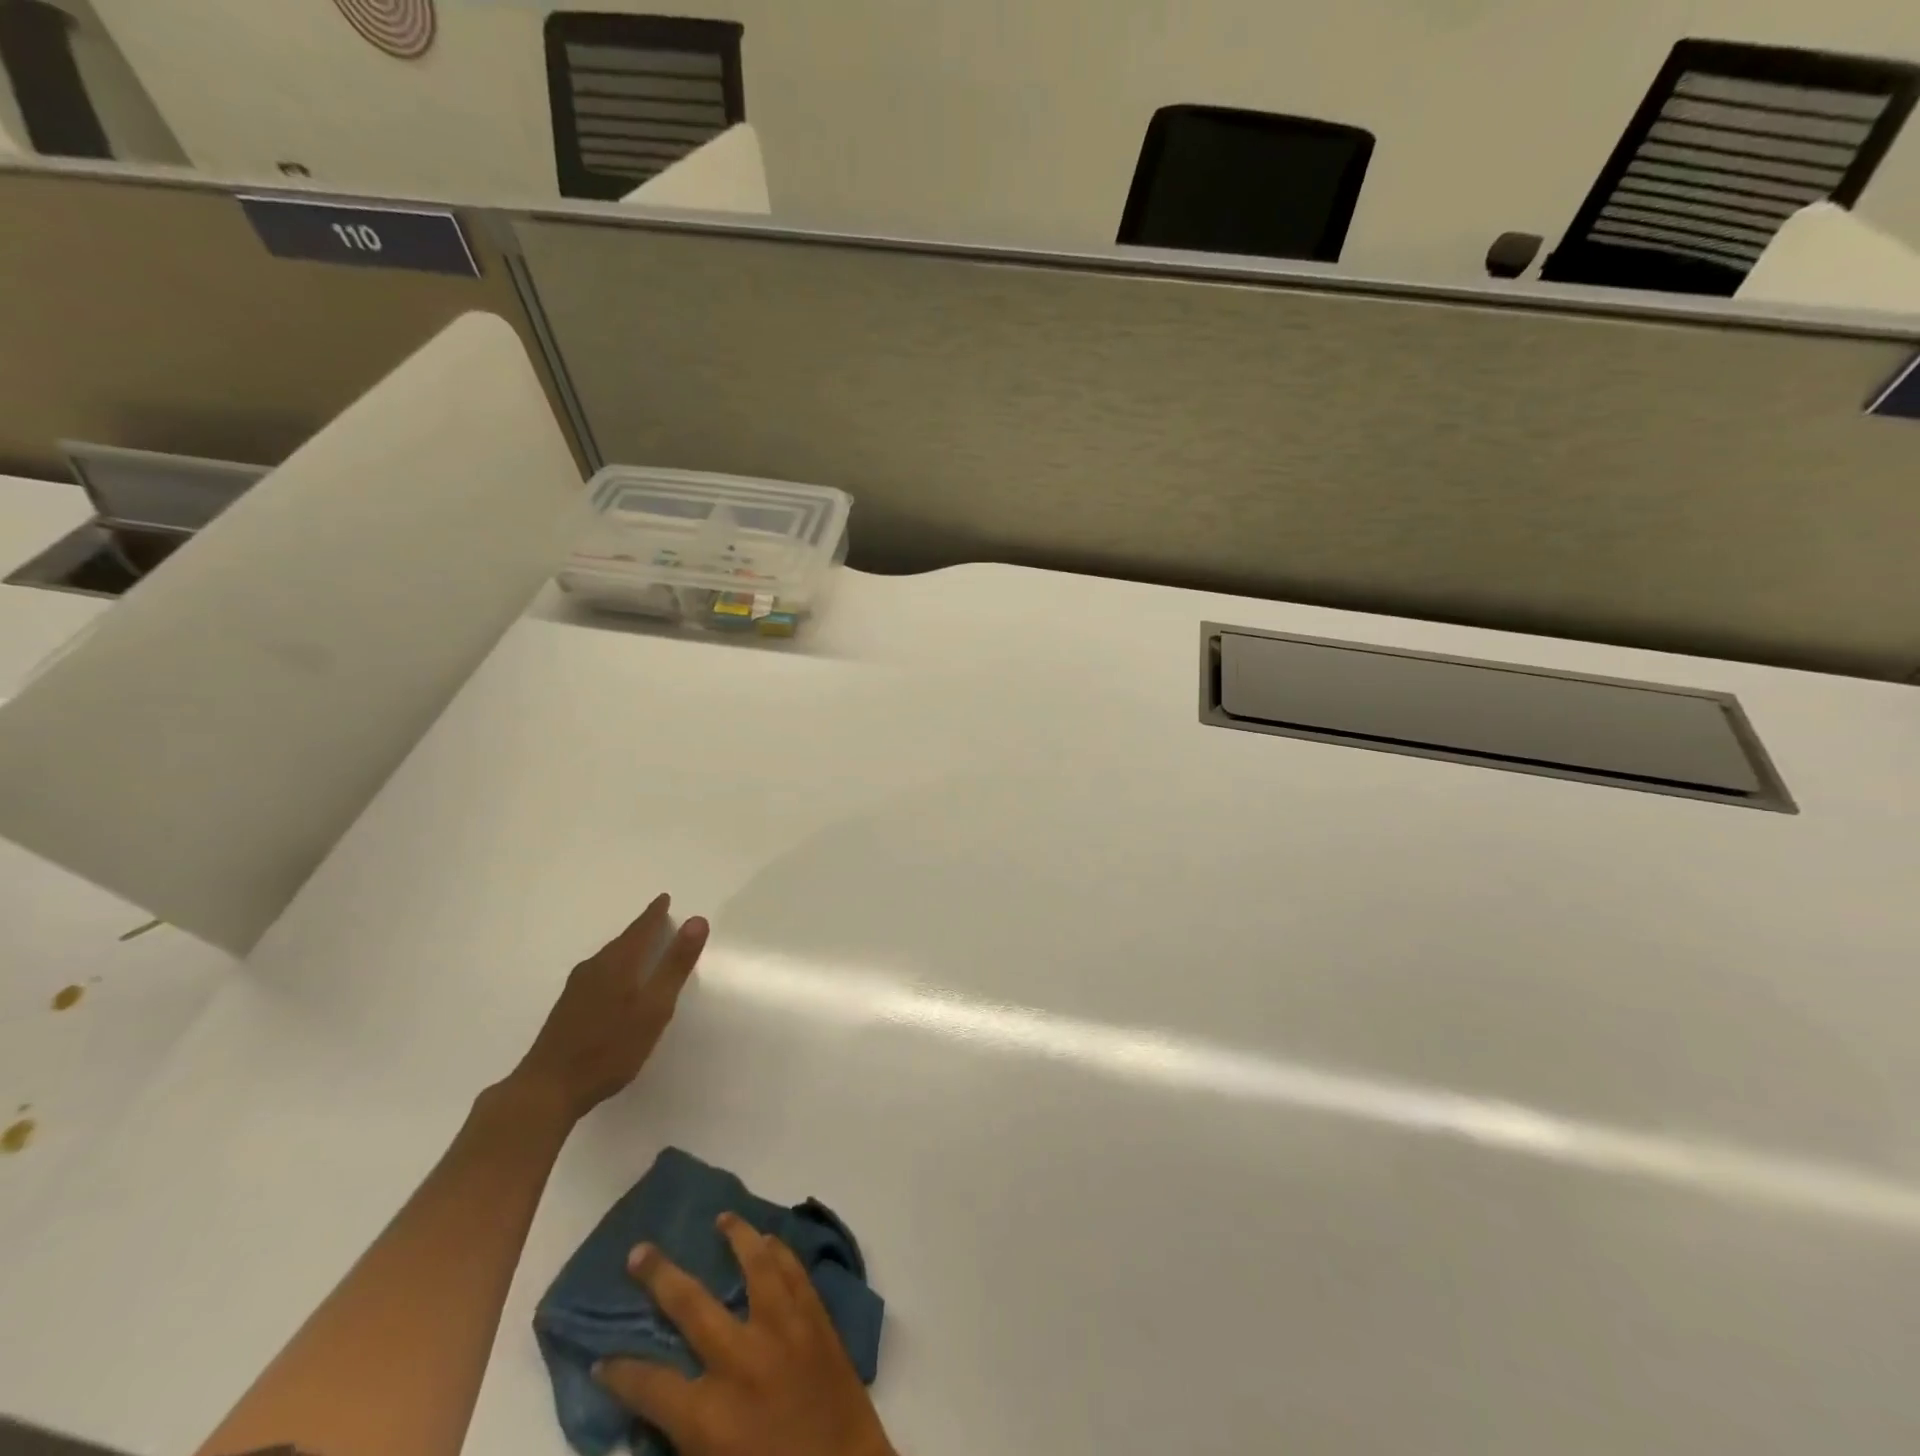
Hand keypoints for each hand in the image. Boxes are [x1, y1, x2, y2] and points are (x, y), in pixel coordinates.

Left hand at [508, 894, 708, 1122]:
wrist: (547, 1088)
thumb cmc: (610, 1048)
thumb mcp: (654, 1007)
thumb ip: (675, 964)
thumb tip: (697, 920)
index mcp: (617, 963)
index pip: (641, 929)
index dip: (655, 913)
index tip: (664, 899)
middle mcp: (594, 968)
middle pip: (623, 941)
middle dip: (642, 929)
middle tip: (659, 919)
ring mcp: (576, 988)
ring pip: (609, 957)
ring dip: (628, 948)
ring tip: (643, 947)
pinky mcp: (567, 1007)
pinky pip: (599, 972)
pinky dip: (615, 966)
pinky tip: (617, 982)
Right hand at [595, 1215, 896, 1455]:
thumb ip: (685, 1443)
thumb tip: (657, 1418)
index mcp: (709, 1416)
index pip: (650, 1387)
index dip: (621, 1375)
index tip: (601, 1360)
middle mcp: (742, 1360)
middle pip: (691, 1305)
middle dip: (660, 1277)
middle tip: (639, 1250)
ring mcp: (784, 1331)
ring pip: (755, 1267)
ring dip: (736, 1239)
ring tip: (723, 1217)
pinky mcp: (817, 1321)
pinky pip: (795, 1274)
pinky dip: (781, 1253)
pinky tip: (772, 1240)